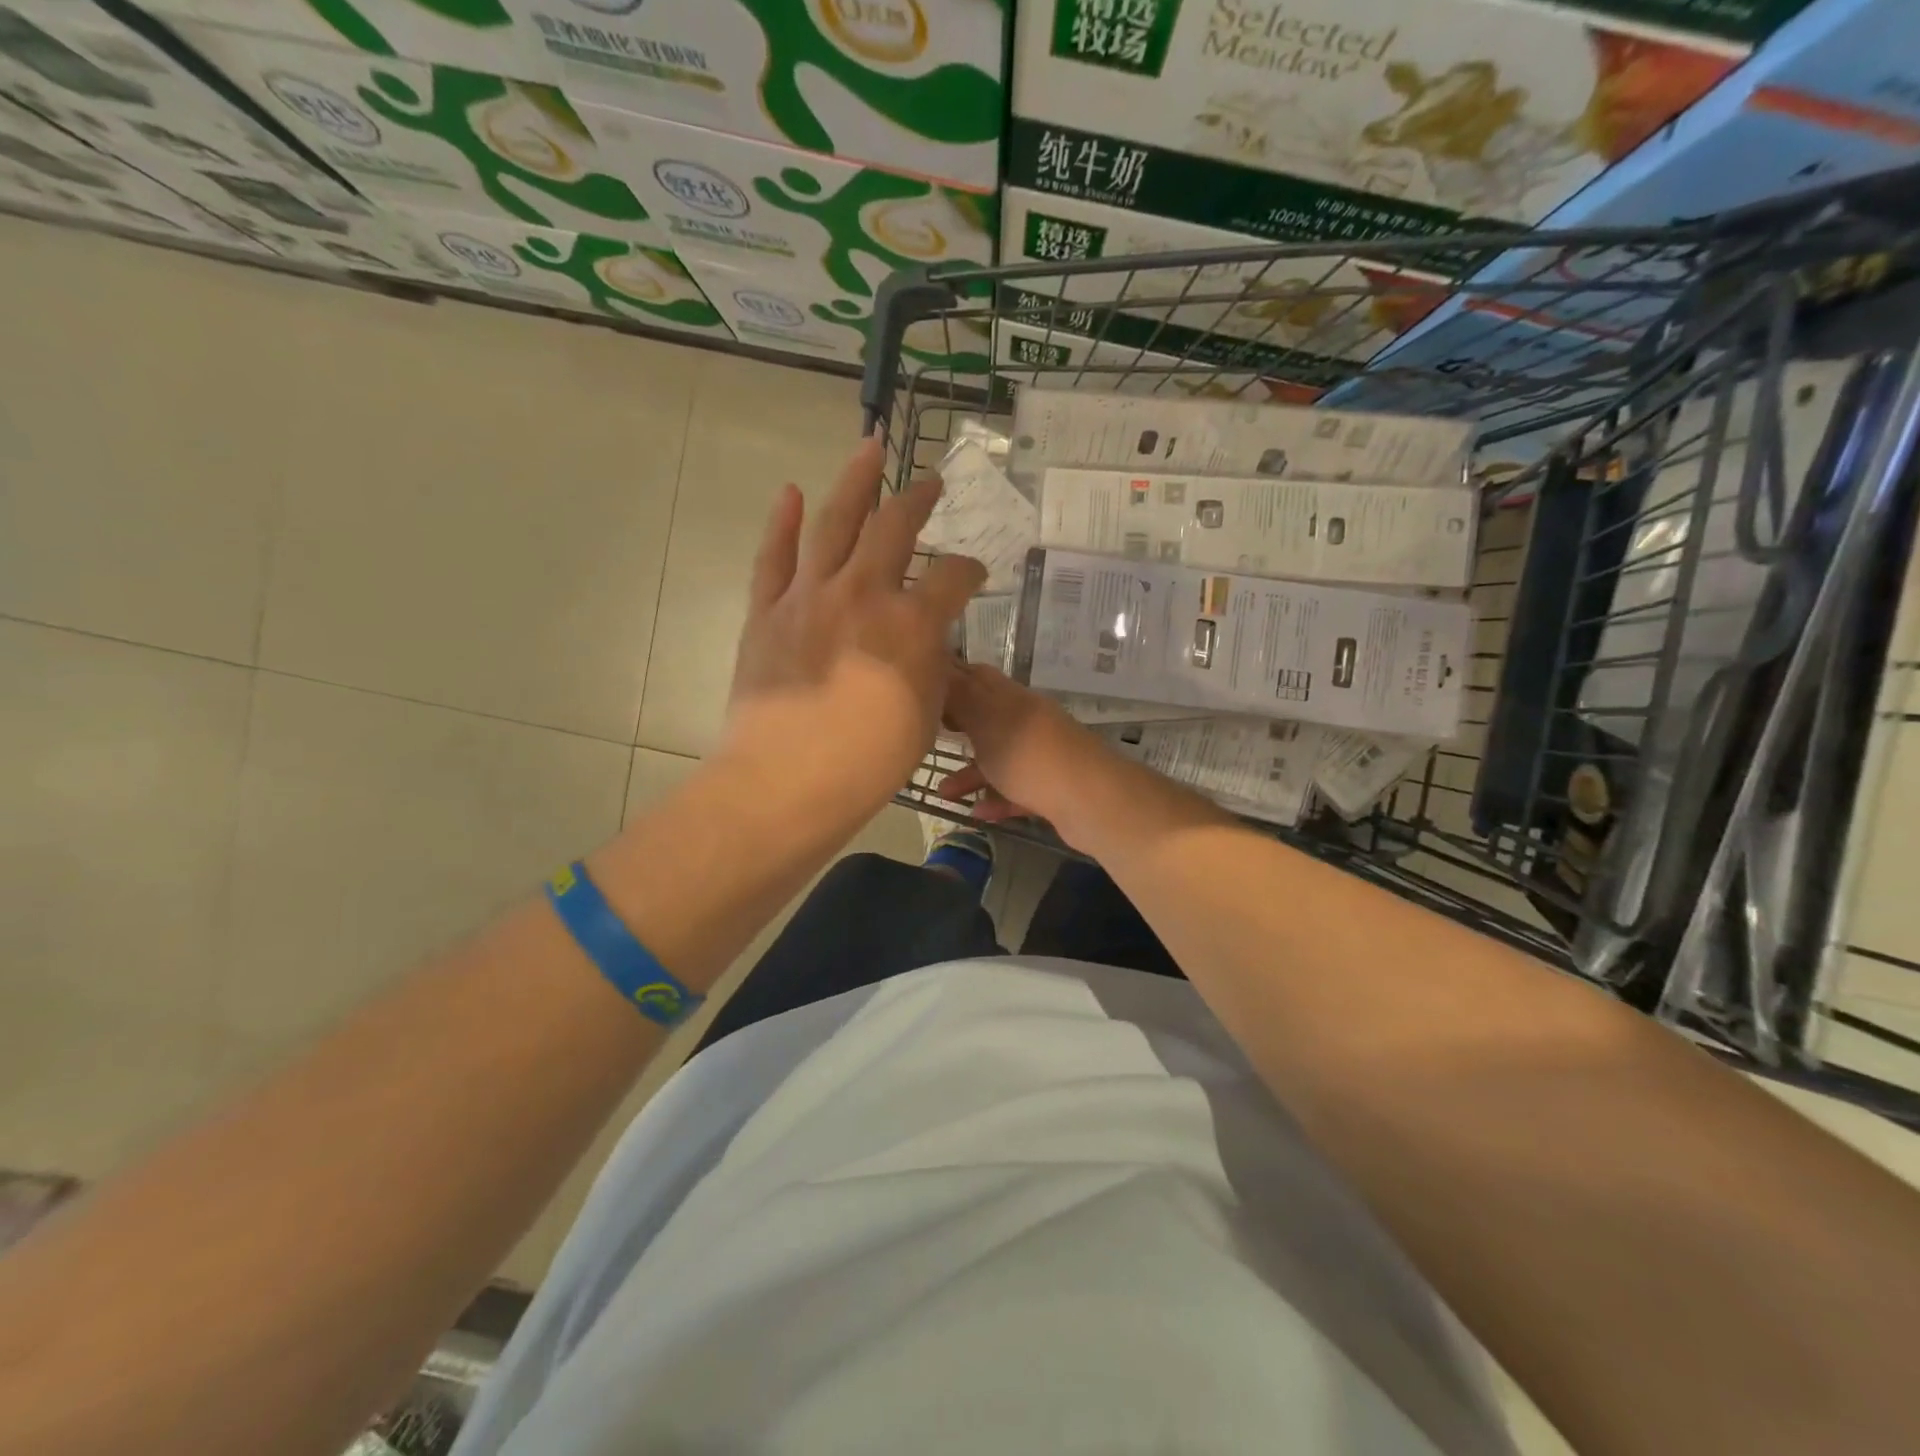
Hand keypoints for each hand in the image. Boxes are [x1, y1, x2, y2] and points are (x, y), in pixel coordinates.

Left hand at [724, 436, 984, 824]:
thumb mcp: (926, 715)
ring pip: (833, 522)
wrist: (787, 781)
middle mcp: (863, 593)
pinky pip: (774, 557)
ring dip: (855, 482)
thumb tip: (924, 642)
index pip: (954, 578)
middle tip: (931, 483)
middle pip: (895, 528)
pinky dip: (782, 522)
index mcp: (912, 623)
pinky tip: (790, 492)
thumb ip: (930, 667)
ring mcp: (809, 596)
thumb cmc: (869, 762)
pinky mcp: (767, 612)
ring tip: (869, 448)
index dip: (971, 572)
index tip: (975, 576)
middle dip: (918, 500)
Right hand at [937, 663, 1121, 842]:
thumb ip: (960, 696)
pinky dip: (996, 799)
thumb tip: (939, 667)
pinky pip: (1016, 791)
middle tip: (927, 733)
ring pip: (999, 758)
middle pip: (987, 717)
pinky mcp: (1051, 789)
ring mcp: (1041, 756)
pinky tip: (976, 812)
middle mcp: (1027, 721)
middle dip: (957, 726)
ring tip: (944, 792)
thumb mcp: (985, 719)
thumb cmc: (1028, 755)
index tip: (918, 690)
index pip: (976, 676)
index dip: (948, 679)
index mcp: (1011, 698)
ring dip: (971, 772)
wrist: (1090, 800)